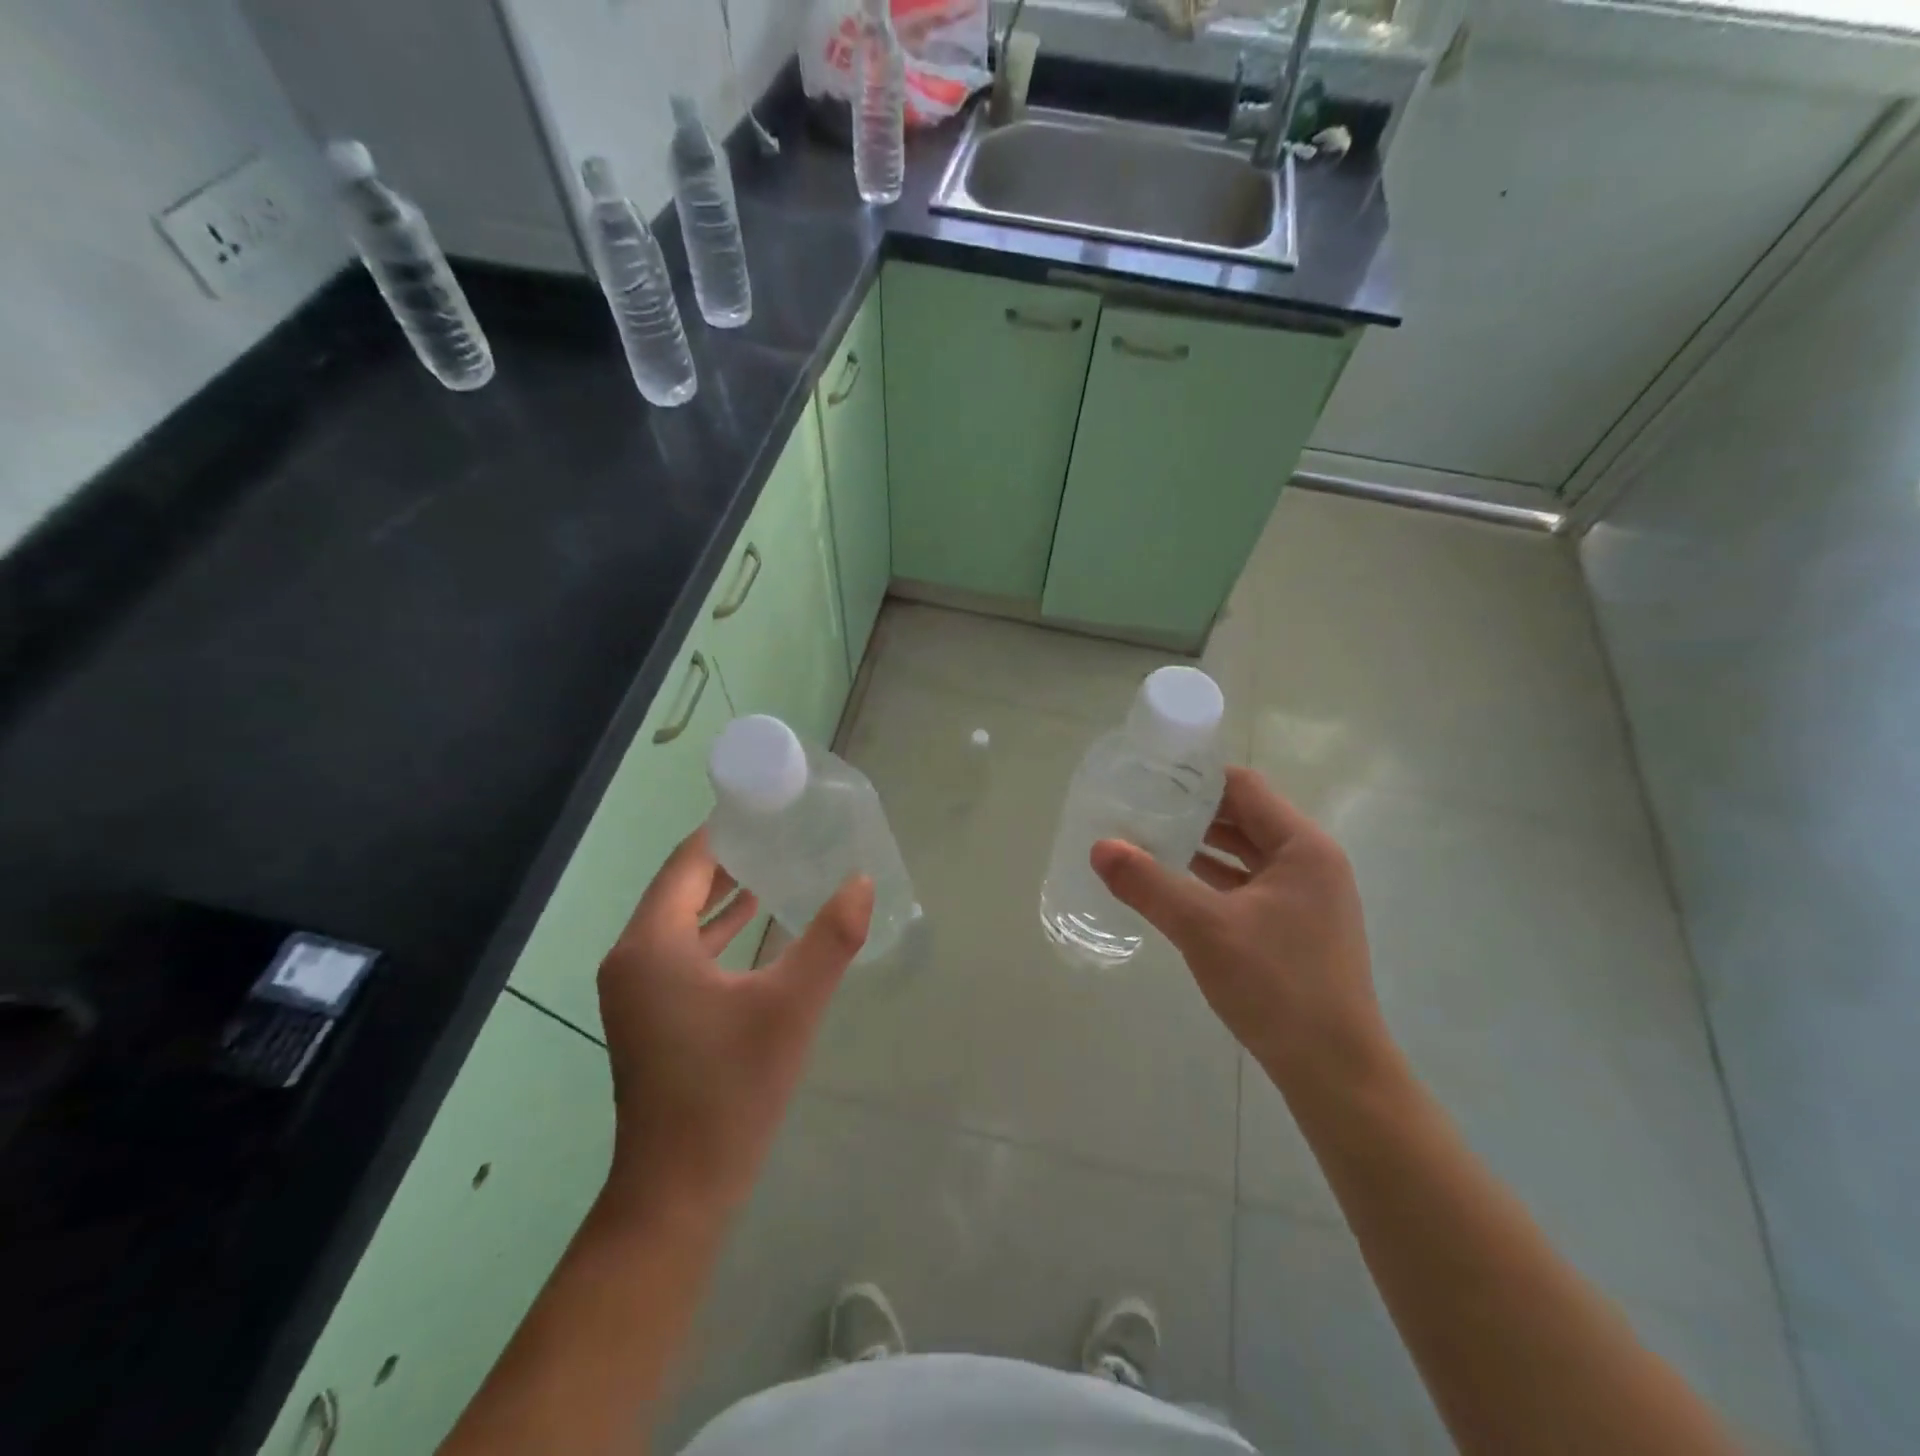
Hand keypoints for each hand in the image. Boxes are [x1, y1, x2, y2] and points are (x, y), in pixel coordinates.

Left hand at [597, 827, 872, 1215]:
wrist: (678, 1192)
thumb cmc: (730, 1091)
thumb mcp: (791, 1007)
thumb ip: (830, 938)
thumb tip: (862, 881)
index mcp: (652, 944)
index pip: (688, 862)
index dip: (726, 830)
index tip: (770, 806)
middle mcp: (633, 957)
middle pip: (682, 885)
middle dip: (731, 857)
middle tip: (783, 830)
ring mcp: (637, 989)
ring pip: (681, 918)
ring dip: (725, 892)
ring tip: (777, 864)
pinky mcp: (650, 1014)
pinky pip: (683, 949)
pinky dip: (717, 929)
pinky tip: (757, 922)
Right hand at [1091, 766, 1387, 1099]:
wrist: (1335, 1072)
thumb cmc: (1277, 986)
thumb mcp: (1203, 928)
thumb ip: (1149, 883)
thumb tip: (1099, 847)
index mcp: (1303, 847)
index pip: (1245, 787)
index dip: (1197, 778)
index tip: (1150, 776)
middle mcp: (1311, 864)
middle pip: (1245, 818)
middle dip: (1193, 812)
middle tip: (1139, 806)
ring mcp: (1306, 898)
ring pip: (1245, 855)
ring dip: (1201, 846)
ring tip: (1147, 838)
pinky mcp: (1295, 928)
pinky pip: (1247, 887)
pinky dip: (1212, 880)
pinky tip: (1174, 884)